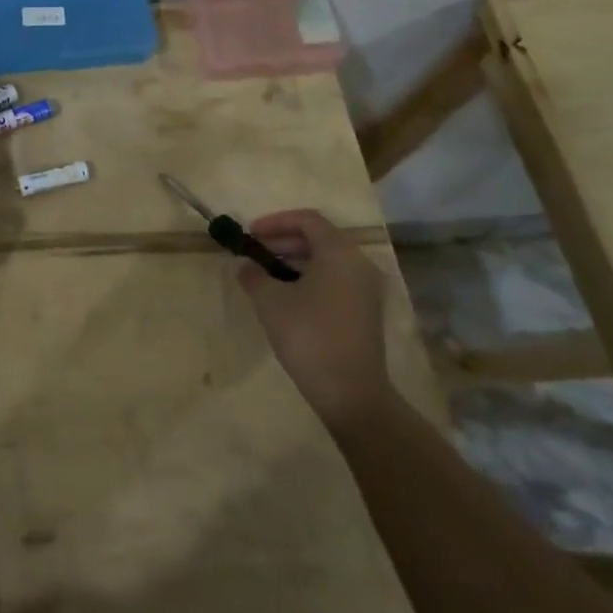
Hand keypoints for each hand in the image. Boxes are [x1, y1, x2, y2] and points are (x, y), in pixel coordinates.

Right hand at [237, 209, 391, 432]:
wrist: (350, 392)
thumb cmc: (308, 335)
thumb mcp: (270, 302)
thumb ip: (254, 276)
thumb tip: (246, 267)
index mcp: (339, 253)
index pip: (307, 220)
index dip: (275, 222)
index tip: (250, 234)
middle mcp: (358, 264)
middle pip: (318, 239)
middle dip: (282, 241)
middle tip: (253, 254)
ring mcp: (365, 289)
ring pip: (326, 261)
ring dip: (294, 261)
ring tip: (264, 276)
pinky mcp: (365, 311)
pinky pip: (335, 280)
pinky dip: (309, 278)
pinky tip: (286, 297)